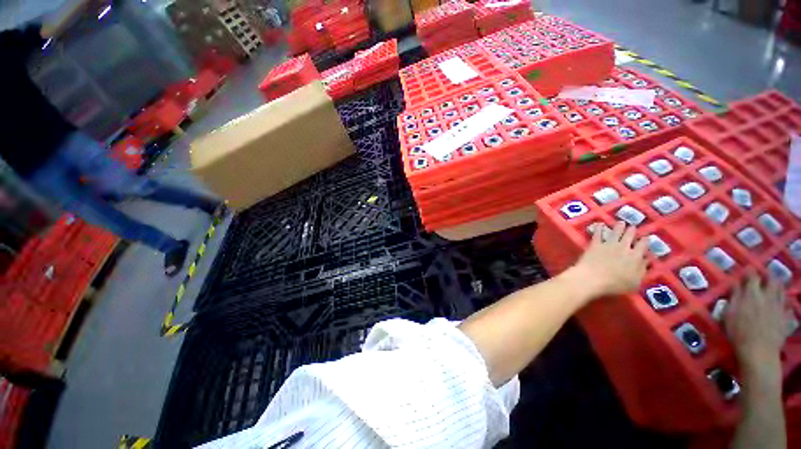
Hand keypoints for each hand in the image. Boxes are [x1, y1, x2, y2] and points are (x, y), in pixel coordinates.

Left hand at [567, 221, 648, 300]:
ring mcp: (608, 244)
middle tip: (633, 226)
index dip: (645, 240)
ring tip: (621, 222)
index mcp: (635, 257)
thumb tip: (647, 260)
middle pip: (629, 236)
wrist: (592, 278)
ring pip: (616, 232)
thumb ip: (642, 269)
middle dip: (632, 230)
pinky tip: (600, 224)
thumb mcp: (635, 281)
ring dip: (619, 226)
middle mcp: (623, 247)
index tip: (647, 236)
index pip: (643, 246)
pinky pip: (598, 234)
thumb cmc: (615, 284)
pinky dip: (599, 228)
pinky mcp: (595, 244)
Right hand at [725, 273, 788, 371]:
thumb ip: (733, 297)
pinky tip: (783, 306)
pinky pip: (788, 306)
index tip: (746, 269)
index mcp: (752, 294)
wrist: (759, 352)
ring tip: (774, 287)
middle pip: (771, 280)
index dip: (749, 271)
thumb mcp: (729, 314)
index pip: (752, 275)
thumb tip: (735, 284)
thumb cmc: (738, 333)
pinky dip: (786, 304)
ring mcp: (779, 307)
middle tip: (763, 277)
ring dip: (778, 287)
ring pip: (782, 291)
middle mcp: (767, 296)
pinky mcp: (786, 317)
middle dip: (768, 276)